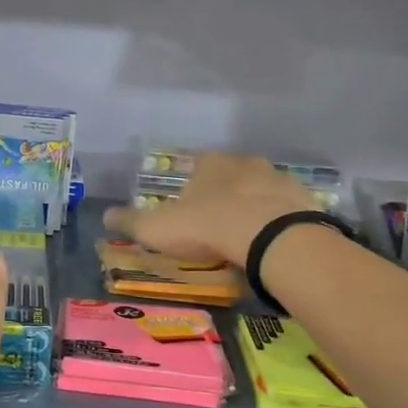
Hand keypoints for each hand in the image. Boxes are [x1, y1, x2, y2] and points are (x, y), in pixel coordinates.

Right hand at [103, 151, 318, 267]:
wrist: (271, 237)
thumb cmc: (208, 226)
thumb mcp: (158, 228)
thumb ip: (131, 222)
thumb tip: (104, 216)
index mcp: (210, 164)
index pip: (197, 167)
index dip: (192, 188)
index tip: (189, 210)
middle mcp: (244, 163)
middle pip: (231, 175)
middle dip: (225, 195)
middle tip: (218, 224)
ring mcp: (277, 179)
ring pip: (261, 190)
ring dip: (254, 207)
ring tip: (247, 238)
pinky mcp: (303, 200)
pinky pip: (286, 210)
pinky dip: (278, 223)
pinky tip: (272, 244)